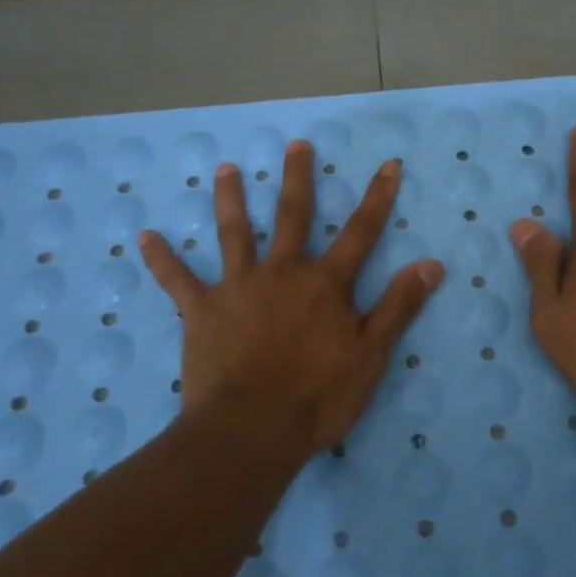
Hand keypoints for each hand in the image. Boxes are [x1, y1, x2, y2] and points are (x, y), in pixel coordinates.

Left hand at [139, 142, 444, 459]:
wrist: (249, 432)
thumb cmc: (316, 397)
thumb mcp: (370, 356)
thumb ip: (398, 306)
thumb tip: (432, 263)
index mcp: (325, 284)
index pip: (361, 231)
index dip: (378, 197)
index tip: (388, 163)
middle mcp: (282, 272)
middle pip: (292, 216)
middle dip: (297, 178)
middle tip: (295, 144)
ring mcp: (238, 287)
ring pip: (234, 233)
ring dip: (229, 200)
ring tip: (224, 169)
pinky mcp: (202, 311)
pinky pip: (178, 280)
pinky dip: (162, 259)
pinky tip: (144, 237)